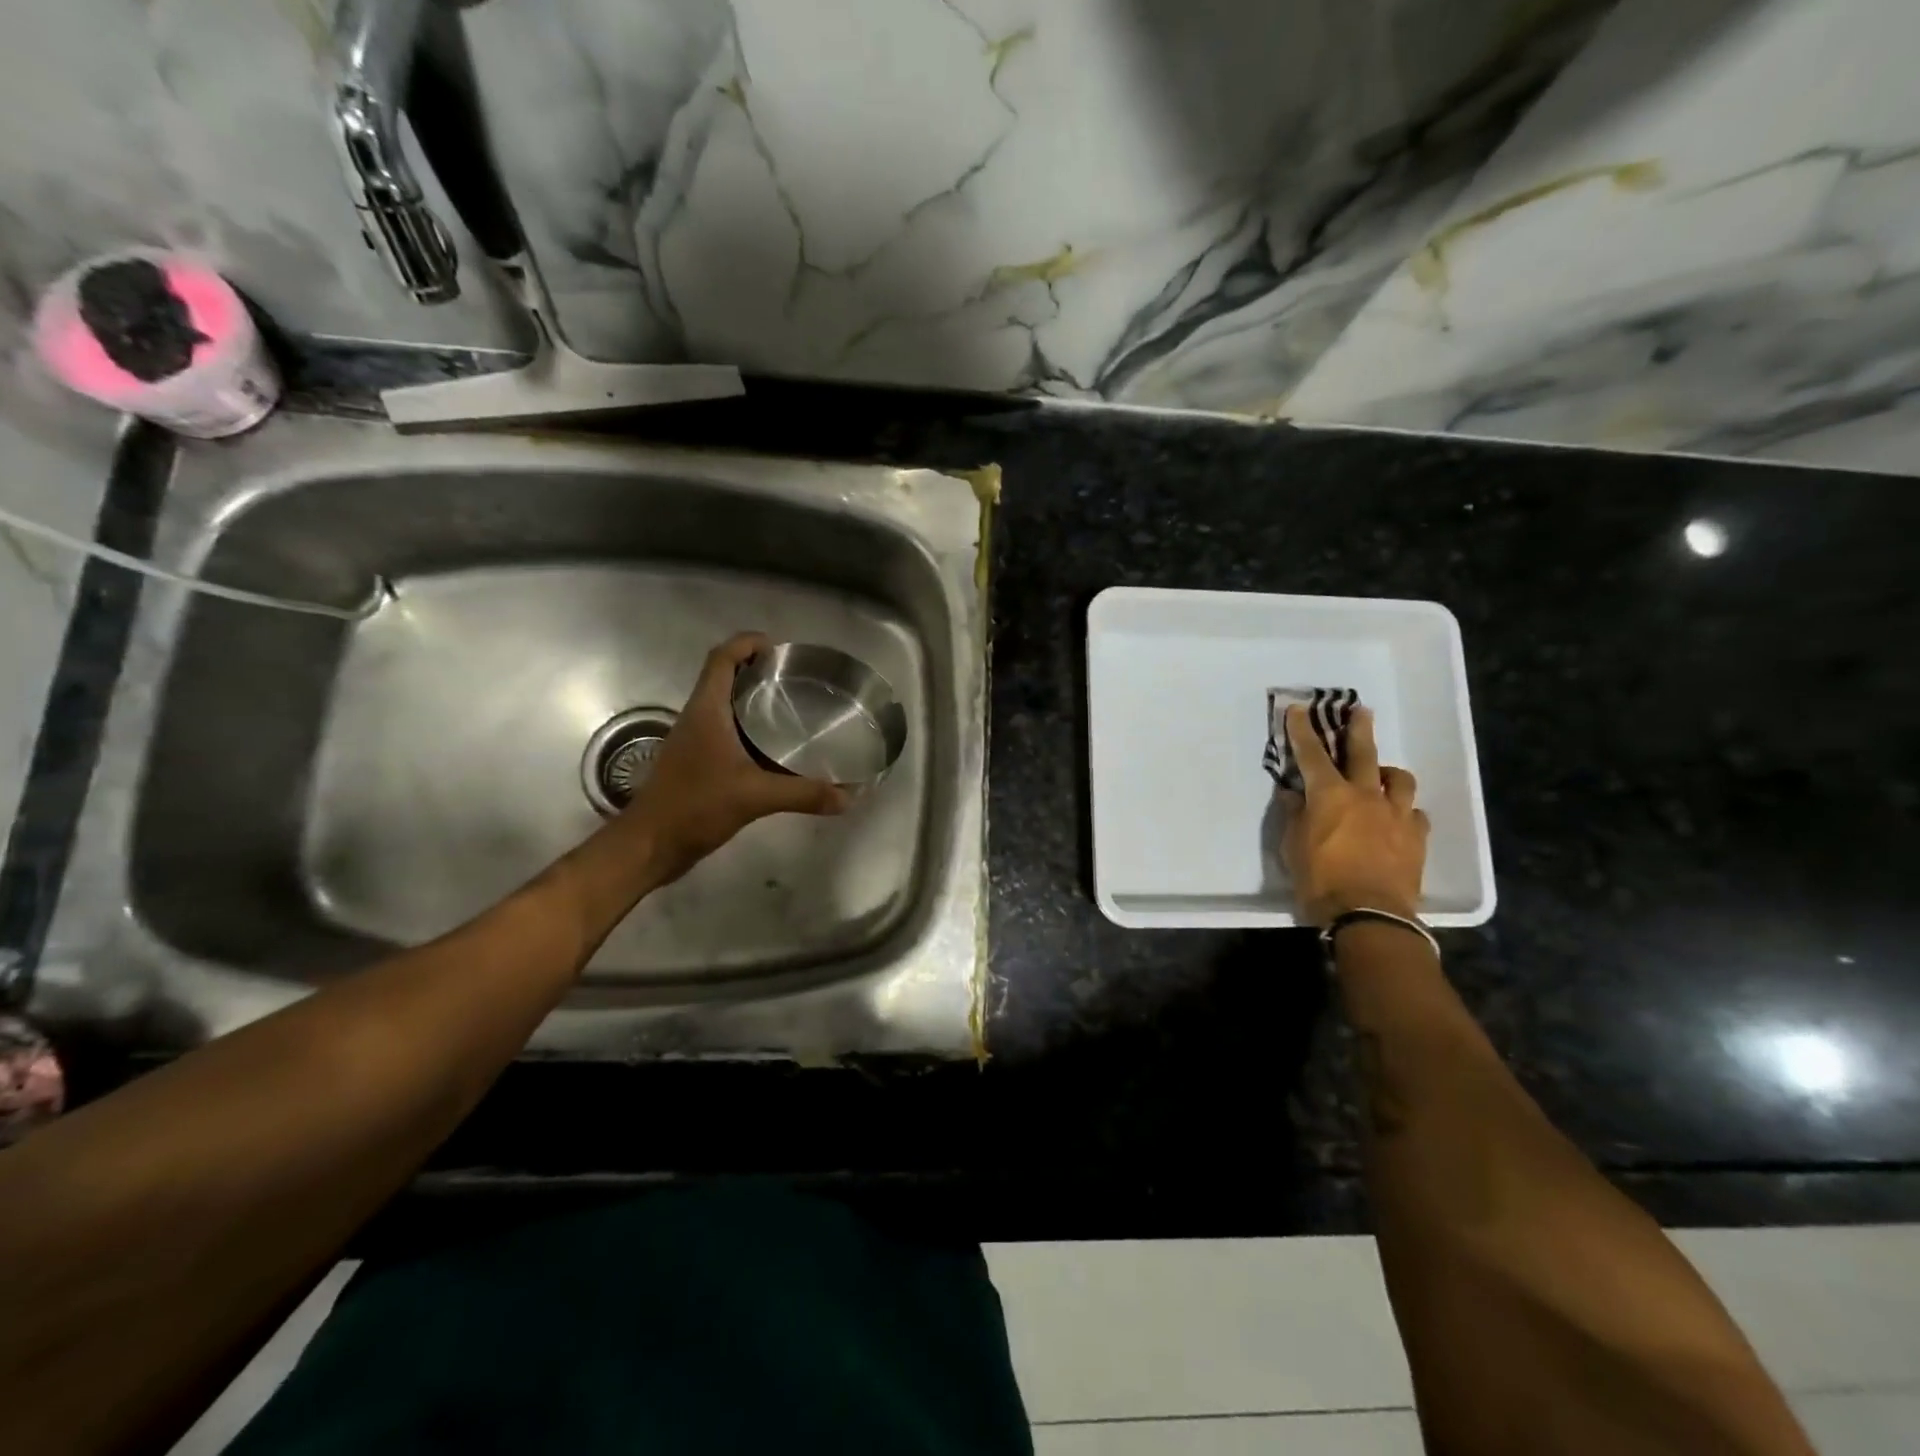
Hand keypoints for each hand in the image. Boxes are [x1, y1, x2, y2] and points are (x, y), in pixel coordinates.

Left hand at [625, 632, 849, 882]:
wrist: (650, 844)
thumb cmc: (695, 807)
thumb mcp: (754, 797)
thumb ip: (803, 794)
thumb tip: (848, 796)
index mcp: (706, 711)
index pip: (721, 658)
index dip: (747, 643)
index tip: (779, 649)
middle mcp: (699, 718)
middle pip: (724, 677)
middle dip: (757, 670)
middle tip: (796, 679)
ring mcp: (696, 740)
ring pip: (725, 705)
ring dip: (753, 700)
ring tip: (793, 707)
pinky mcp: (698, 762)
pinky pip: (727, 732)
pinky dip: (750, 730)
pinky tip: (776, 749)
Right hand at [1281, 704, 1428, 925]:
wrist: (1369, 914)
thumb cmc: (1319, 879)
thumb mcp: (1292, 846)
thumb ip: (1293, 815)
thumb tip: (1292, 794)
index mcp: (1330, 795)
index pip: (1312, 754)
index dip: (1303, 731)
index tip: (1298, 709)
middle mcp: (1366, 796)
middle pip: (1364, 753)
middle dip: (1359, 729)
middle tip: (1361, 710)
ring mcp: (1397, 815)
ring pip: (1399, 780)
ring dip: (1388, 773)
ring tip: (1383, 775)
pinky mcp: (1417, 838)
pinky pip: (1415, 814)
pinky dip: (1405, 811)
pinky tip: (1399, 818)